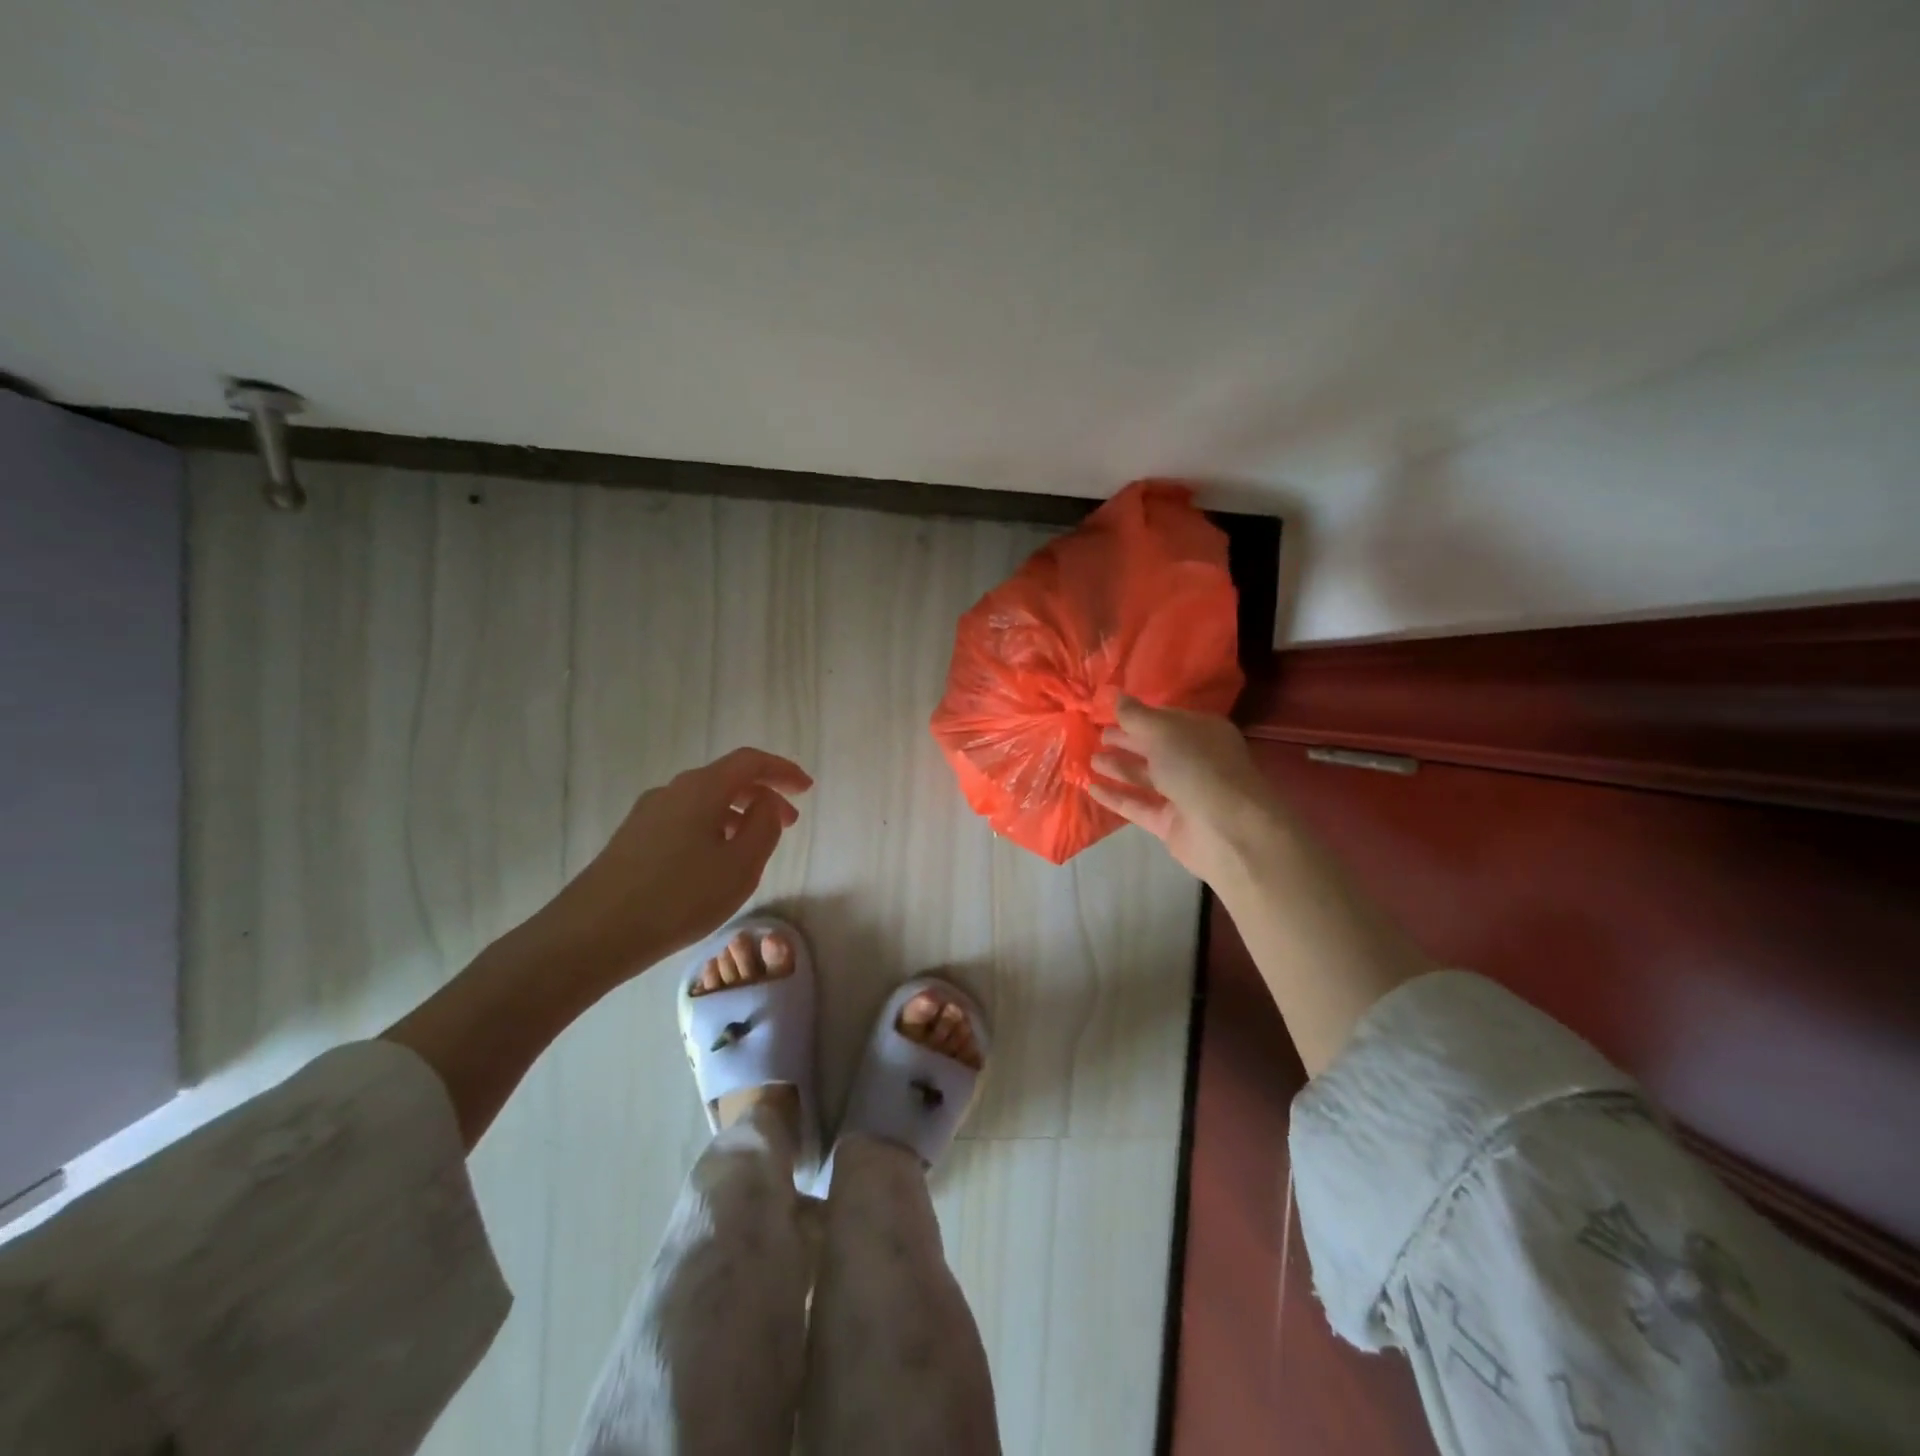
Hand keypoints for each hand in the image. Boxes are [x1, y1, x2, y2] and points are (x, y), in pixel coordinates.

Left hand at [532, 747, 812, 980]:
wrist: (592, 934)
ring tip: (755, 848)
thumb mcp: (740, 866)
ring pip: (705, 802)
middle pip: (727, 779)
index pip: (750, 762)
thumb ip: (763, 827)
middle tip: (788, 823)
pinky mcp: (633, 839)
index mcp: (701, 788)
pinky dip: (712, 829)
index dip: (782, 770)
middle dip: (763, 795)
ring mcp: (648, 814)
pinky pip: (685, 821)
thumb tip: (766, 804)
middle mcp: (672, 790)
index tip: (807, 788)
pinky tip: (716, 863)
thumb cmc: (678, 897)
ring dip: (737, 815)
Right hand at [1089, 696, 1283, 886]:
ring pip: (1146, 777)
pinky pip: (1138, 806)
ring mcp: (1183, 794)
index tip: (1109, 712)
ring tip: (1090, 760)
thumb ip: (1135, 715)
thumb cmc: (1198, 767)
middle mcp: (1195, 760)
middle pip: (1155, 747)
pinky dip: (1116, 798)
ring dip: (1119, 767)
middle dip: (1127, 740)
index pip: (1166, 719)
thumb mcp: (1163, 731)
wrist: (1228, 830)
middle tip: (1098, 735)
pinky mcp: (1170, 823)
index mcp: (1202, 732)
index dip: (1139, 715)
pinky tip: (1092, 789)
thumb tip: (1114, 694)